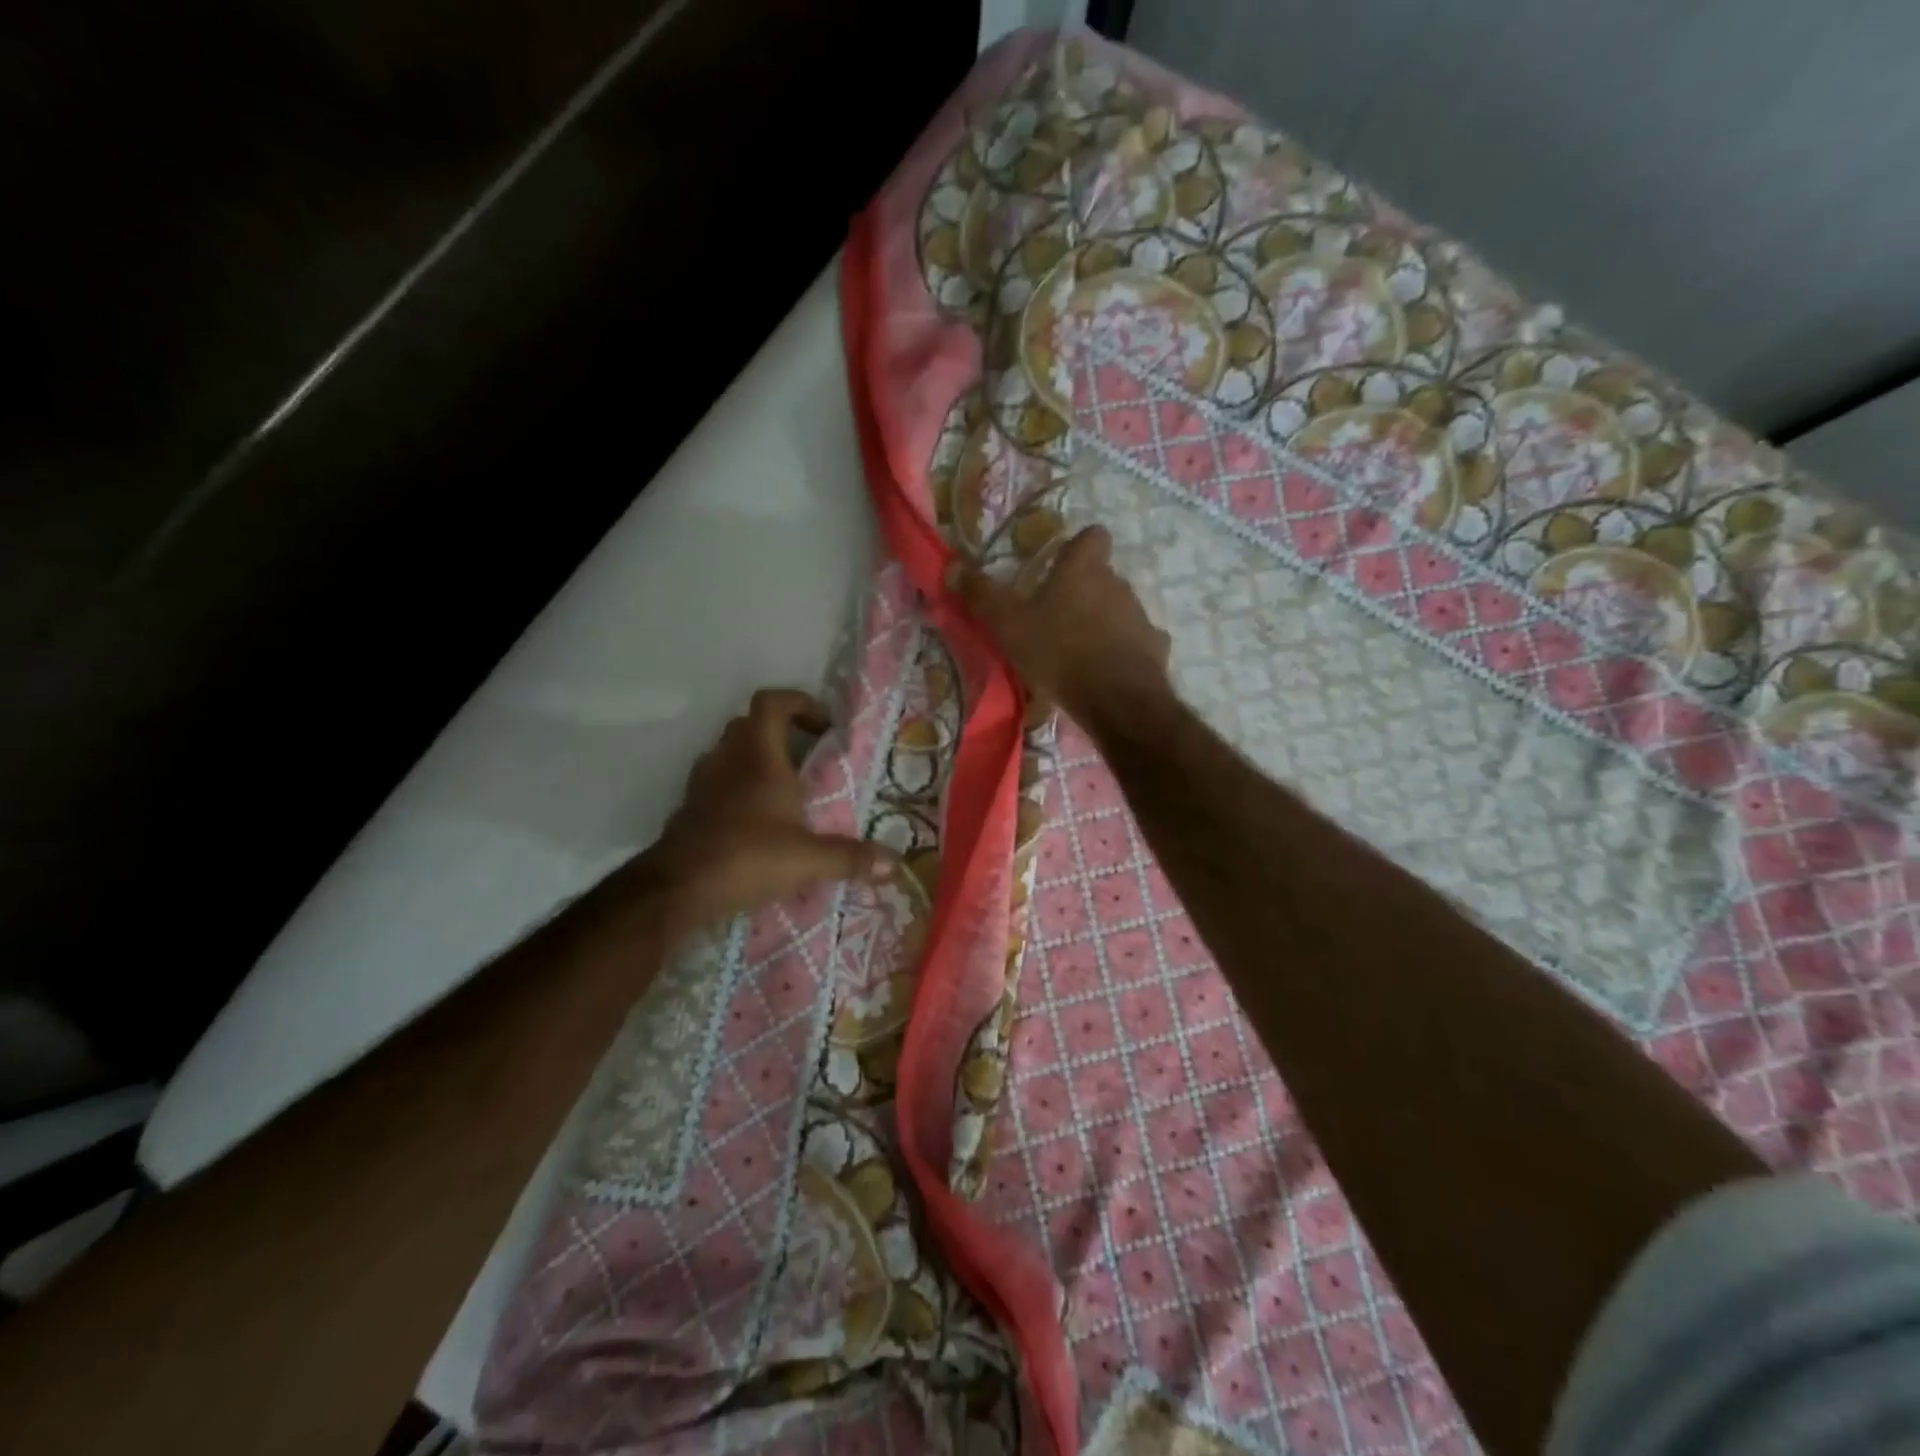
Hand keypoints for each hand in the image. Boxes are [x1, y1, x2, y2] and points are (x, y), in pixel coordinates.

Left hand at [649, 689, 890, 931]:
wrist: (678, 888)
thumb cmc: (748, 857)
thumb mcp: (808, 860)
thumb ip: (851, 858)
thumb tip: (894, 865)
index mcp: (759, 757)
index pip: (772, 703)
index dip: (799, 703)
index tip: (824, 725)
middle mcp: (728, 760)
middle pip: (749, 724)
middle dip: (780, 732)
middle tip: (807, 758)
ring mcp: (704, 783)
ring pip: (729, 751)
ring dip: (755, 759)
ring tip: (783, 789)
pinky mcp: (690, 808)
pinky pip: (716, 782)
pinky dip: (736, 788)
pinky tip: (755, 820)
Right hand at [946, 526, 1171, 727]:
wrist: (1116, 699)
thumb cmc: (1059, 651)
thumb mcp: (1009, 625)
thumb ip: (982, 596)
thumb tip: (952, 567)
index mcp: (1084, 569)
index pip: (1092, 536)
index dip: (1078, 546)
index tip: (1061, 564)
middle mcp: (1118, 584)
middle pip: (1102, 576)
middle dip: (1083, 591)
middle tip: (1055, 616)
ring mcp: (1140, 616)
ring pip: (1119, 609)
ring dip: (1101, 622)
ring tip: (1077, 650)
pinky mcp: (1154, 649)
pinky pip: (1135, 642)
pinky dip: (1122, 652)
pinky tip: (1104, 672)